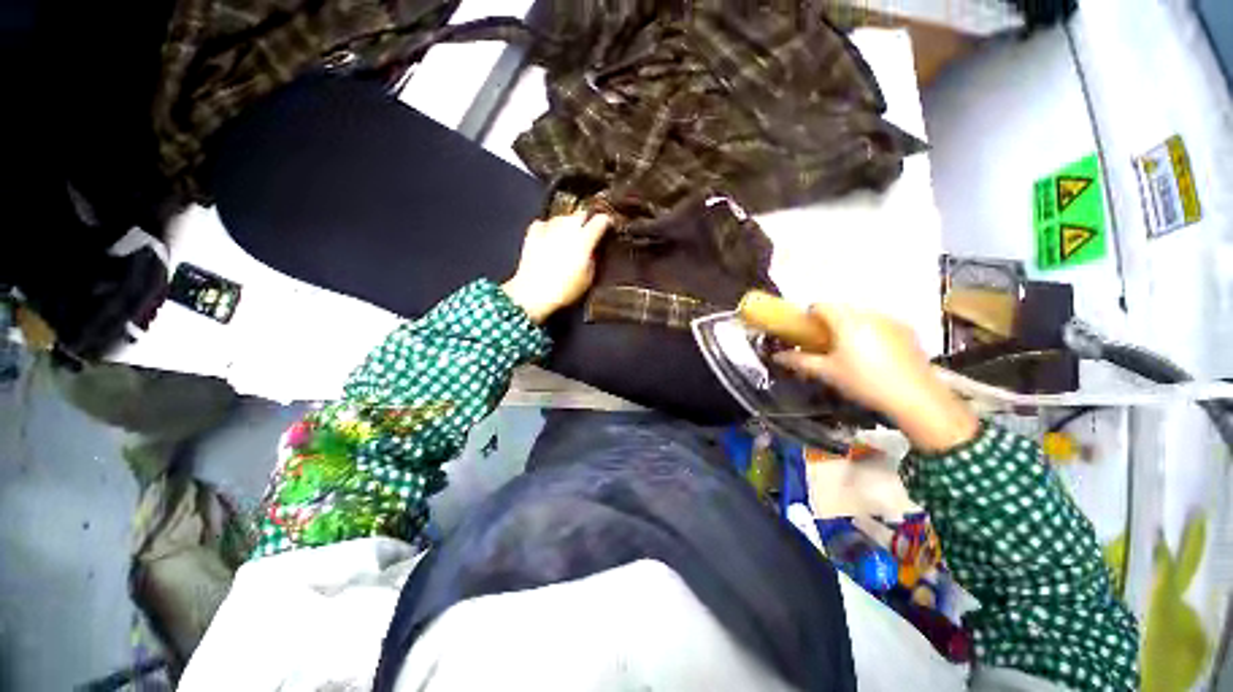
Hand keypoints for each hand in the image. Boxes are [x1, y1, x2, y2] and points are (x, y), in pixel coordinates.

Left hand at [502, 211, 611, 323]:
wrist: (534, 294)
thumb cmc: (563, 290)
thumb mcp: (588, 278)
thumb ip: (593, 259)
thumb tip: (593, 251)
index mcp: (584, 240)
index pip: (600, 221)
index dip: (606, 221)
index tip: (608, 225)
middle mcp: (567, 229)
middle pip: (581, 214)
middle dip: (587, 220)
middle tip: (589, 231)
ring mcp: (549, 229)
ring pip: (562, 217)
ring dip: (568, 224)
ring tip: (569, 237)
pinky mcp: (532, 234)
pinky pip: (544, 224)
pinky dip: (548, 228)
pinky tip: (550, 237)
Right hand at [773, 304, 978, 452]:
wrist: (916, 398)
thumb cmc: (864, 382)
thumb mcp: (827, 373)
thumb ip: (800, 361)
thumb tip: (777, 356)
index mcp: (847, 321)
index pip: (822, 305)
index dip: (809, 315)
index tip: (806, 331)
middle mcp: (869, 314)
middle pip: (842, 308)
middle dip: (829, 321)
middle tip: (825, 344)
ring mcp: (891, 320)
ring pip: (862, 315)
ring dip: (850, 325)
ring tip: (850, 350)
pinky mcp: (907, 330)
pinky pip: (880, 323)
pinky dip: (871, 331)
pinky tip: (874, 355)